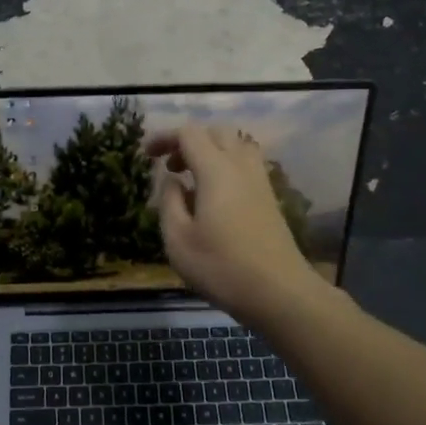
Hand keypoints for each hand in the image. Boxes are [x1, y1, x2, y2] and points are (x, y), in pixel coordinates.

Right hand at [145, 125, 336, 326]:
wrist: (279, 292)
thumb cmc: (221, 267)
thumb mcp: (178, 239)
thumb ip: (169, 202)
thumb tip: (172, 180)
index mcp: (216, 170)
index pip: (189, 133)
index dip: (165, 137)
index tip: (146, 155)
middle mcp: (241, 166)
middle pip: (216, 132)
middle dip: (189, 141)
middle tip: (170, 166)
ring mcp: (260, 181)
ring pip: (236, 146)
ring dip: (210, 152)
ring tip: (192, 179)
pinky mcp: (269, 198)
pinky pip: (246, 165)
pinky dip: (225, 167)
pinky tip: (213, 197)